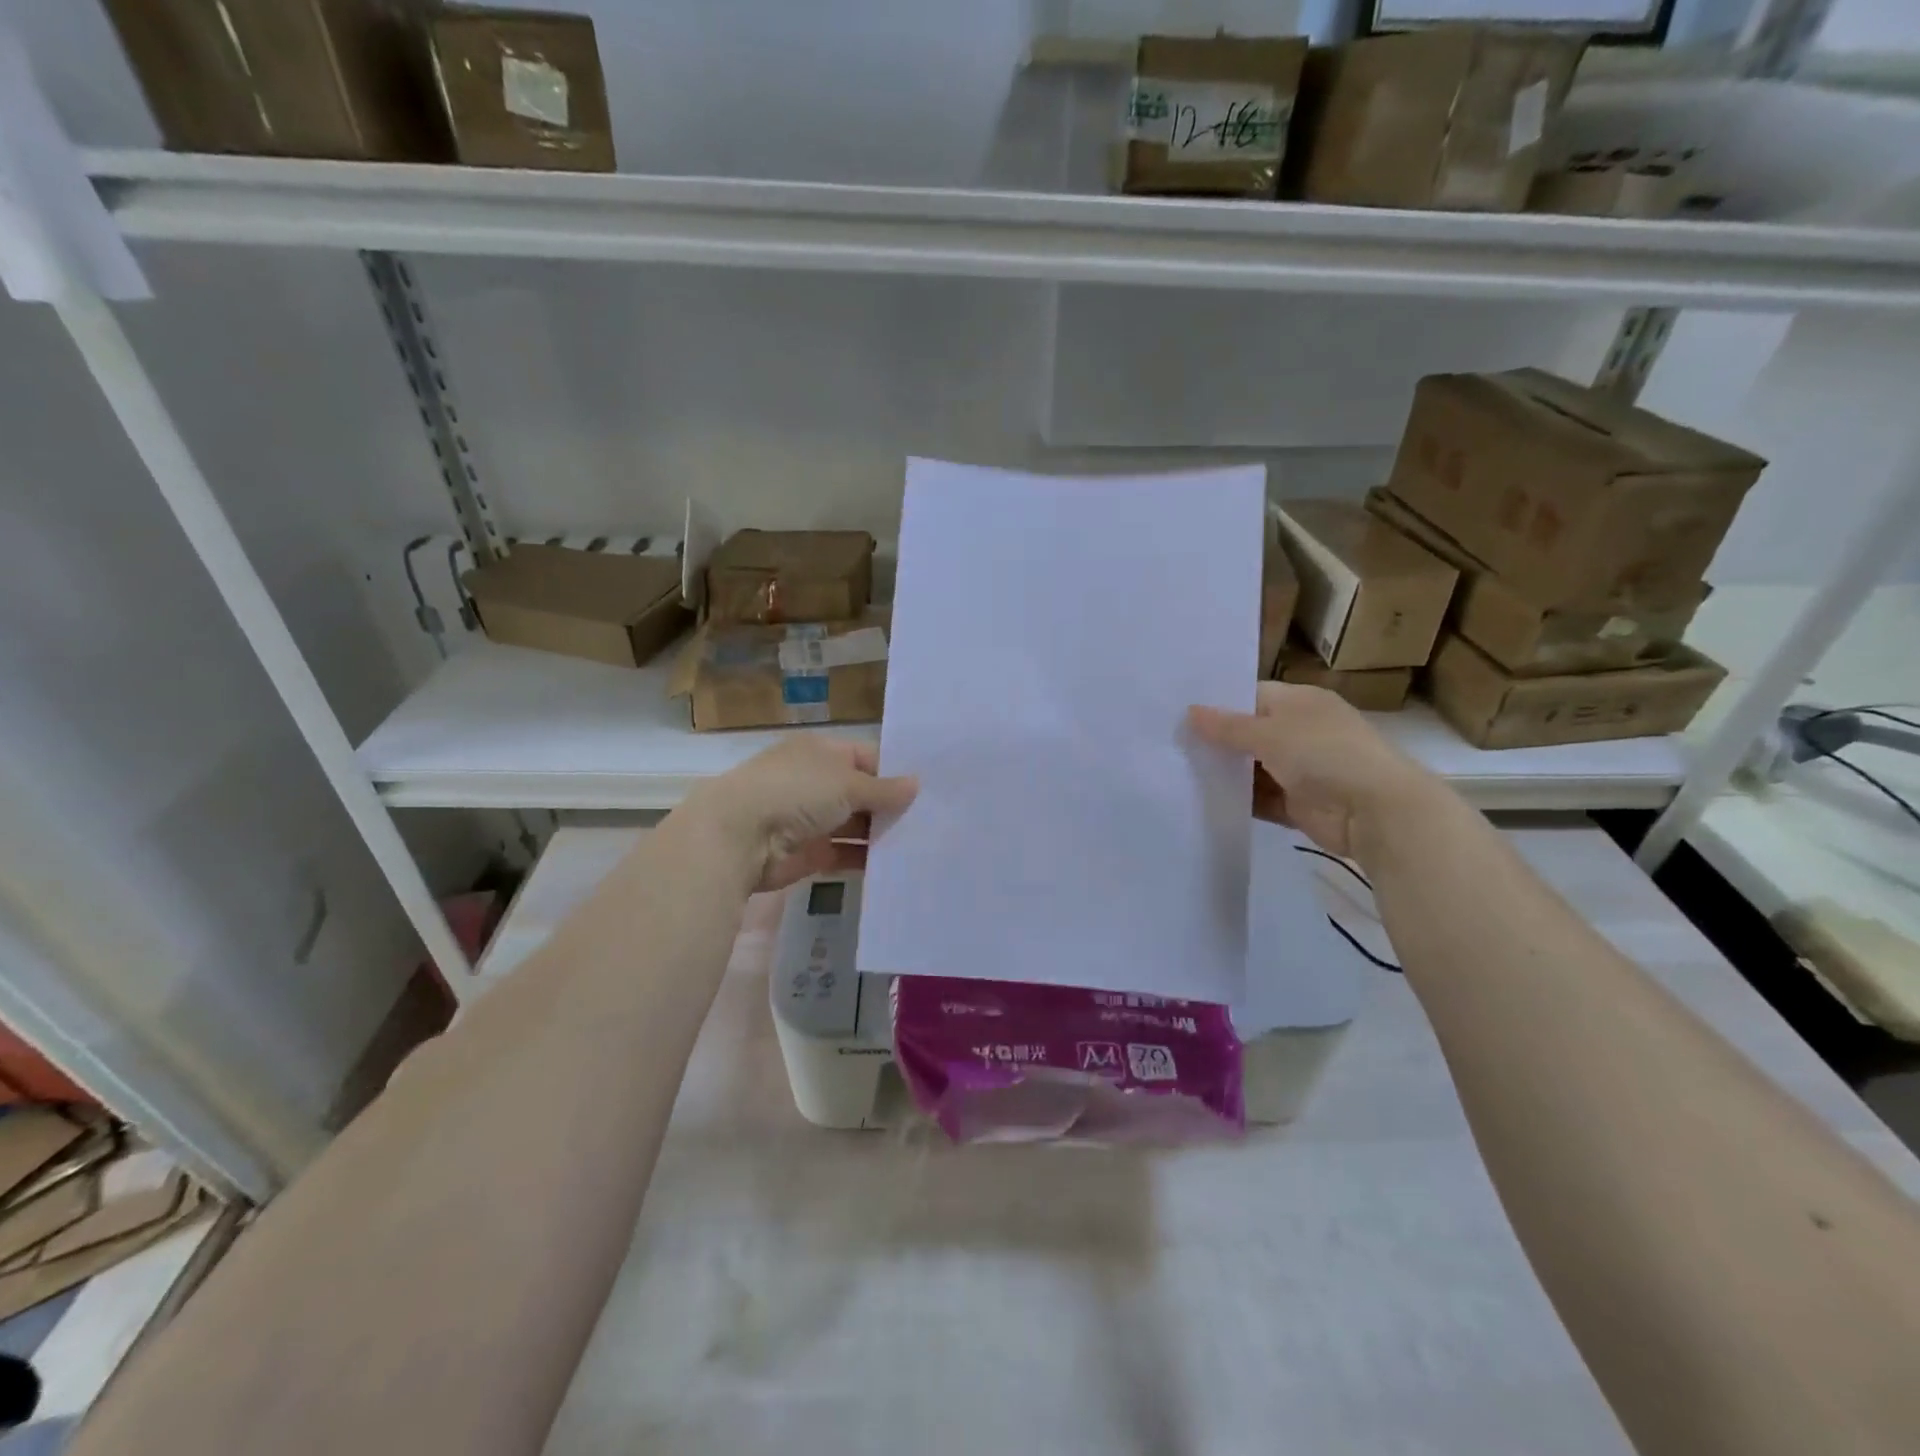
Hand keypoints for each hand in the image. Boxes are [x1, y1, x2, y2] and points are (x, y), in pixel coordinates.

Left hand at [676, 737, 918, 893]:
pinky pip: (848, 853)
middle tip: (936, 819)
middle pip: (864, 793)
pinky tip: (899, 864)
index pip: (868, 757)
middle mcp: (818, 782)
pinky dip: (869, 858)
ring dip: (883, 833)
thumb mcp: (847, 783)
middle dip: (893, 806)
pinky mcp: (812, 853)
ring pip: (858, 825)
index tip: (930, 788)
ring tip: (925, 842)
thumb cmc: (796, 792)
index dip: (896, 772)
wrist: (740, 837)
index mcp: (823, 753)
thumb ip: (884, 789)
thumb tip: (916, 784)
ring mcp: (814, 819)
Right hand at [1188, 683, 1437, 859]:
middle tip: (1169, 744)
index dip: (1218, 705)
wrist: (1375, 812)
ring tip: (1175, 772)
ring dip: (1223, 773)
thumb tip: (1190, 711)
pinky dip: (1237, 800)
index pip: (1251, 696)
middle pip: (1248, 733)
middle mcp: (1299, 732)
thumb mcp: (1271, 733)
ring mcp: (1299, 770)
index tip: (1179, 714)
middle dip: (1215, 741)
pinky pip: (1258, 799)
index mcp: (1300, 703)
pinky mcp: (1295, 804)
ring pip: (1250, 768)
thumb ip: (1228, 726)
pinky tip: (1202, 800)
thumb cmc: (1324, 755)